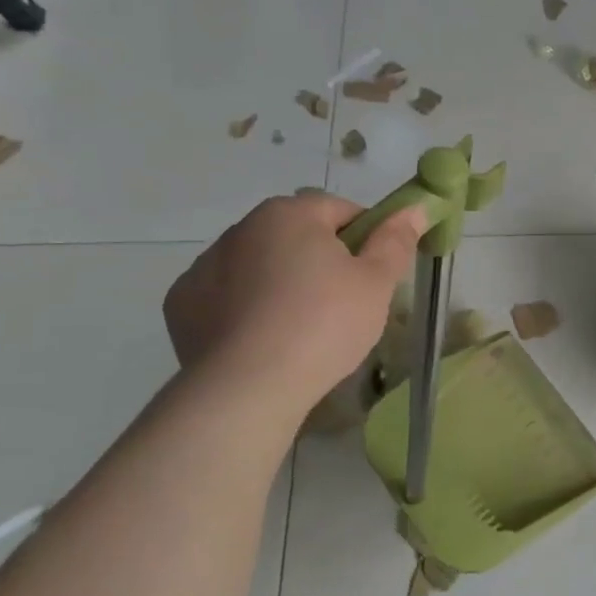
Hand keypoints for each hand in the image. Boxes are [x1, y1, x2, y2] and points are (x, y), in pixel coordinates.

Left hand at [164, 191, 426, 415]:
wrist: (247, 388)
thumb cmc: (324, 324)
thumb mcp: (376, 283)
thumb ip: (395, 241)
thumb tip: (414, 208)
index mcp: (289, 214)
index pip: (340, 209)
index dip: (365, 237)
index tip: (374, 273)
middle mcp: (241, 229)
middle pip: (296, 235)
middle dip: (320, 259)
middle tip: (343, 302)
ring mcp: (204, 266)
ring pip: (259, 264)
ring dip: (280, 281)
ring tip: (300, 328)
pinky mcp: (181, 304)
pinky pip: (226, 296)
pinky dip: (244, 308)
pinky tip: (262, 340)